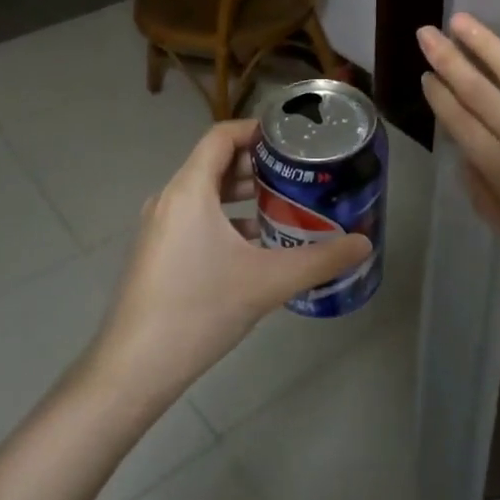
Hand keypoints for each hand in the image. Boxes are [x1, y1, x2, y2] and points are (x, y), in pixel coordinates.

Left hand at [90, 119, 371, 401]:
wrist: (134, 369)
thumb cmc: (199, 309)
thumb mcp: (267, 282)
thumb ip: (320, 260)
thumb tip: (365, 244)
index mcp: (189, 190)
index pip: (221, 136)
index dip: (256, 130)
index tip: (292, 139)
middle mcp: (169, 199)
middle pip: (215, 163)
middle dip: (257, 165)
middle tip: (298, 175)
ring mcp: (159, 227)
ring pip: (205, 194)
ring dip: (243, 195)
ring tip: (283, 206)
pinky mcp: (157, 253)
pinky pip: (195, 219)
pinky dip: (226, 220)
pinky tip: (255, 247)